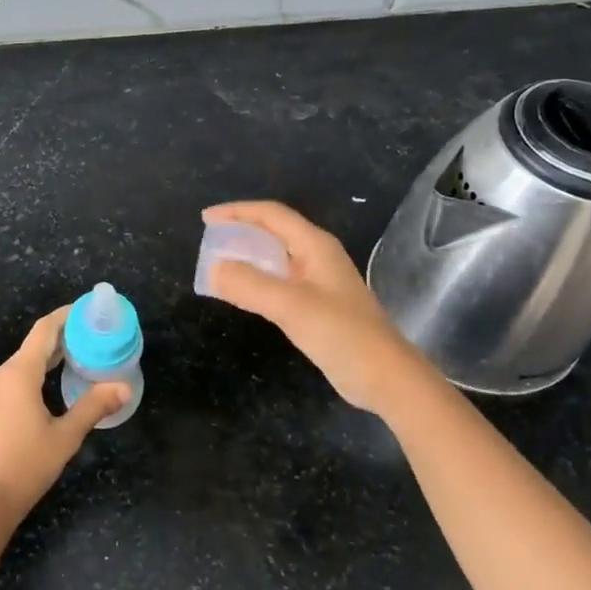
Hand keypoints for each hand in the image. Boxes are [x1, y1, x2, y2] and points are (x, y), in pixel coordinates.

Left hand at [0, 305, 128, 528]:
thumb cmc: (24, 467)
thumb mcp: (65, 437)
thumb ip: (93, 407)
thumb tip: (124, 388)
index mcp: (17, 374)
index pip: (44, 330)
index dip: (66, 315)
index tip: (88, 310)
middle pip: (33, 346)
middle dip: (63, 338)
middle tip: (93, 337)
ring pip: (23, 364)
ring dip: (49, 358)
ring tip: (79, 359)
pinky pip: (13, 380)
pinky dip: (36, 375)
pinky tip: (52, 387)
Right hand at [202, 200, 429, 413]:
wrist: (385, 377)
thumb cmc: (342, 334)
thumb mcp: (291, 306)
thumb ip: (250, 285)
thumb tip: (213, 268)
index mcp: (315, 246)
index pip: (271, 215)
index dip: (237, 212)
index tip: (205, 219)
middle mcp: (318, 257)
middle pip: (274, 232)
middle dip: (241, 231)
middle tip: (209, 241)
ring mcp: (319, 282)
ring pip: (277, 258)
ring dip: (248, 256)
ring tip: (219, 264)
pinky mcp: (318, 307)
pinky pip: (280, 282)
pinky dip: (258, 280)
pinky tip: (244, 293)